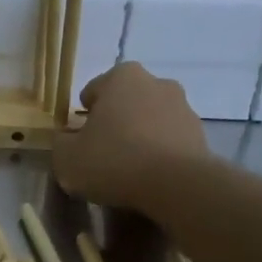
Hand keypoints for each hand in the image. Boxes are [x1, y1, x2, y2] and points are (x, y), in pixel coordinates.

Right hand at [53, 63, 209, 210]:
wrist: (175, 184)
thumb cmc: (114, 161)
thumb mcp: (67, 159)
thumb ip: (61, 144)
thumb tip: (66, 140)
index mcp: (121, 77)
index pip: (93, 91)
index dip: (83, 116)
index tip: (80, 141)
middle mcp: (156, 82)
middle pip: (125, 103)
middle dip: (114, 123)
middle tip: (102, 154)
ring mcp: (183, 106)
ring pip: (150, 120)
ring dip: (139, 137)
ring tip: (129, 170)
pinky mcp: (200, 134)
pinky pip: (169, 141)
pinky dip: (159, 153)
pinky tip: (150, 177)